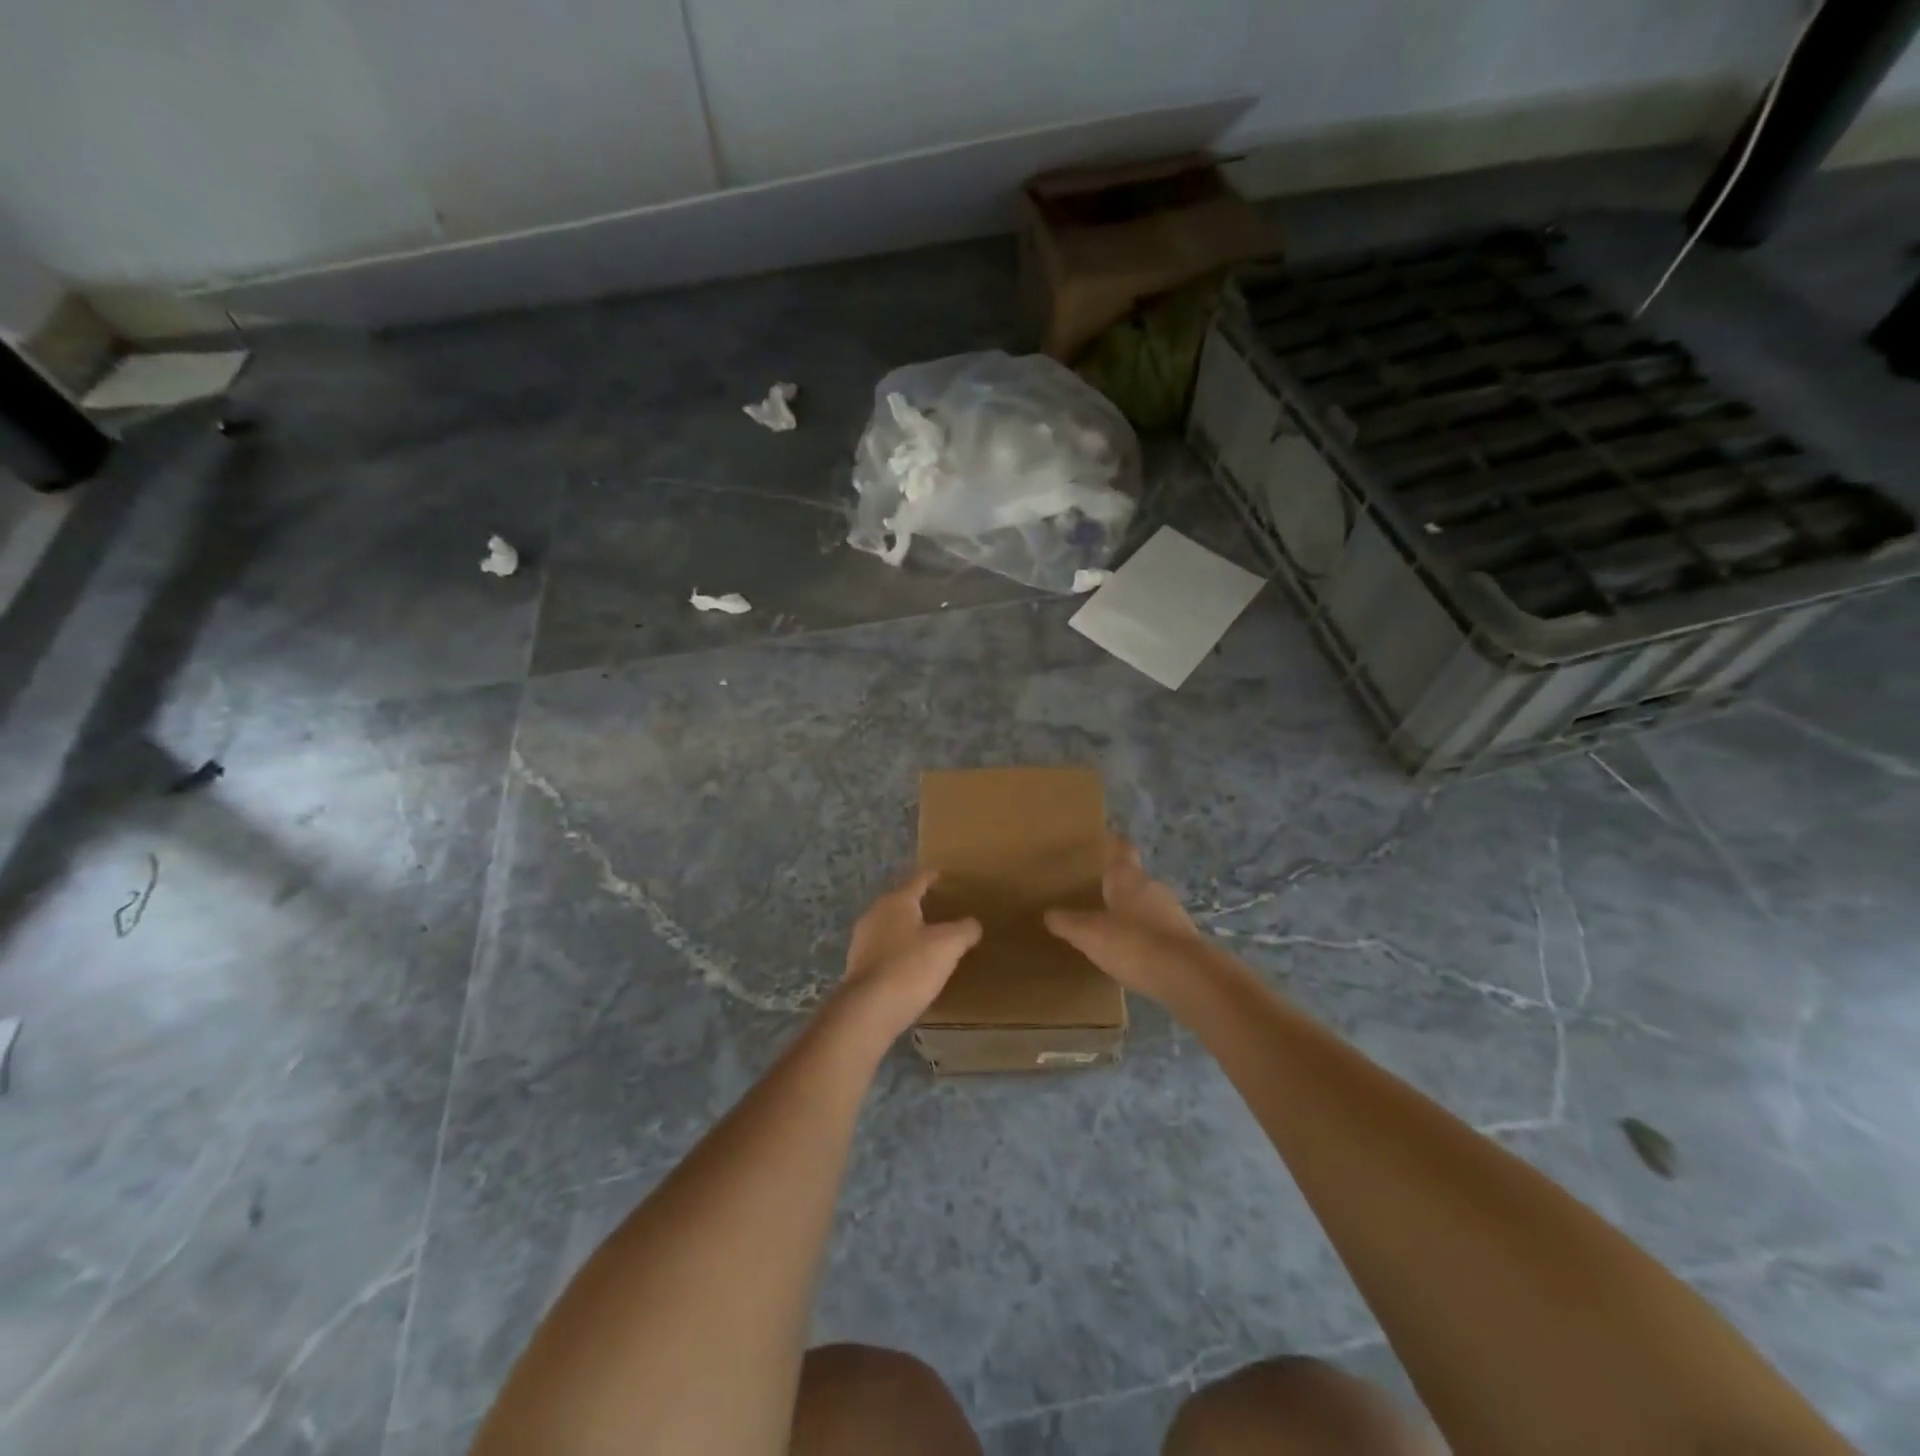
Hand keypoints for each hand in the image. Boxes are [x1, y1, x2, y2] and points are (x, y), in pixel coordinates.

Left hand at [833, 871, 982, 1045]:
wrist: (868, 1011)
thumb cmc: (910, 967)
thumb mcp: (948, 946)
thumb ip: (964, 930)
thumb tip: (973, 924)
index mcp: (896, 901)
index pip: (918, 880)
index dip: (931, 876)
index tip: (941, 874)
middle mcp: (875, 915)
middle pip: (901, 903)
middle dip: (919, 904)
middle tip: (941, 908)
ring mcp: (862, 941)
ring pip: (891, 927)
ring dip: (908, 930)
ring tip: (929, 938)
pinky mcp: (858, 967)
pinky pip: (885, 951)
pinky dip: (899, 953)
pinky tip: (912, 966)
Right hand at [1045, 837, 1206, 1002]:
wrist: (1188, 977)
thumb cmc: (1133, 944)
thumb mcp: (1089, 934)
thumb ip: (1067, 923)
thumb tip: (1049, 914)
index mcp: (1129, 879)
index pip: (1122, 849)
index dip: (1114, 843)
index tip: (1106, 838)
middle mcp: (1153, 888)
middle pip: (1134, 879)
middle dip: (1118, 885)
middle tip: (1097, 892)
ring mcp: (1173, 913)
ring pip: (1148, 905)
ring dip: (1133, 913)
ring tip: (1113, 925)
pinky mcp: (1185, 940)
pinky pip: (1159, 931)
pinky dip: (1146, 937)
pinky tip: (1134, 953)